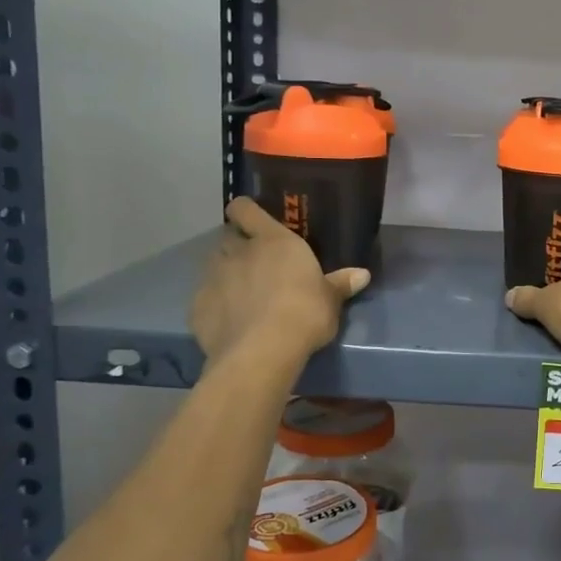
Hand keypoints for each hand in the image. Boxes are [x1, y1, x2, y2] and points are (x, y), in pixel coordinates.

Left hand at [190, 197, 368, 363]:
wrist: (262, 352)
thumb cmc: (304, 313)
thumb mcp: (330, 300)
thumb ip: (341, 284)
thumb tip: (363, 274)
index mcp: (272, 240)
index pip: (245, 209)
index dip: (245, 211)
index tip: (252, 220)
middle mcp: (238, 252)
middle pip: (228, 236)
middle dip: (237, 245)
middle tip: (254, 262)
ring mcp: (213, 278)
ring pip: (213, 265)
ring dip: (225, 272)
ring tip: (242, 293)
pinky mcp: (198, 307)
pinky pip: (205, 298)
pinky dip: (215, 304)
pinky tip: (230, 321)